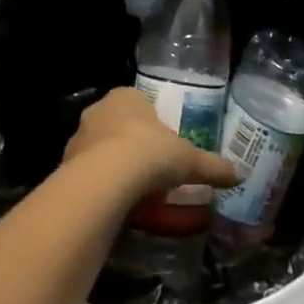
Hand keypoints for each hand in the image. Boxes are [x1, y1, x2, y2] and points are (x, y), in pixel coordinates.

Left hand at [63, 87, 240, 200]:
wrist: (104, 181)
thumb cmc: (149, 154)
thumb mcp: (188, 160)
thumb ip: (211, 166)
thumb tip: (238, 173)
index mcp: (126, 97)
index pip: (139, 103)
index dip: (151, 124)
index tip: (162, 147)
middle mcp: (99, 110)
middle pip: (117, 125)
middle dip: (130, 145)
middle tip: (148, 171)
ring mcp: (78, 137)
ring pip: (98, 149)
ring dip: (111, 166)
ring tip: (131, 194)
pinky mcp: (65, 166)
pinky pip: (86, 174)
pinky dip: (98, 187)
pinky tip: (112, 206)